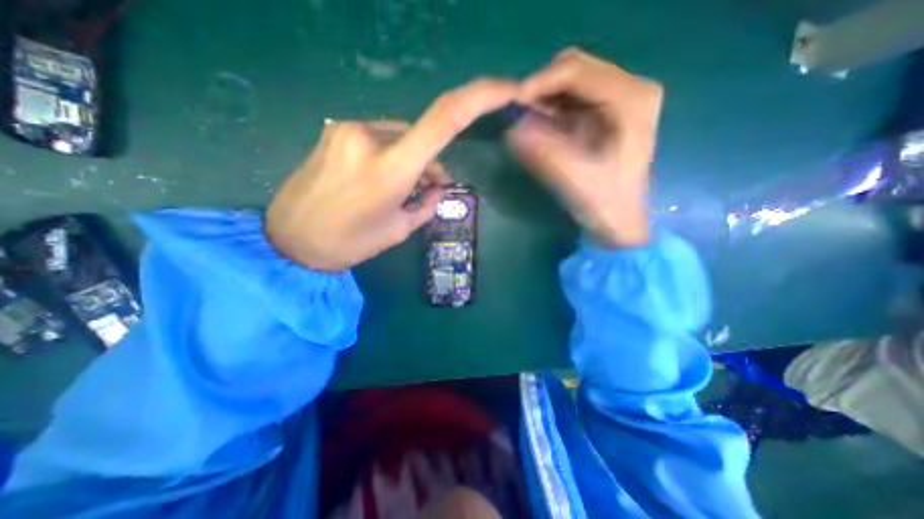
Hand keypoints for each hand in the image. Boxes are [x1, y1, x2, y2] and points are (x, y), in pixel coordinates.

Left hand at [266, 77, 517, 271]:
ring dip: (409, 158)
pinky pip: (378, 137)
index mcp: (391, 167)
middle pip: (421, 133)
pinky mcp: (334, 131)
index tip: (507, 89)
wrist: (289, 240)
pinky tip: (377, 178)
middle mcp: (369, 136)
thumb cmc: (349, 243)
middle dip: (430, 161)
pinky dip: (389, 154)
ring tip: (397, 190)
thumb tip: (439, 187)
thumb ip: (426, 204)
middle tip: (427, 190)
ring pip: (399, 135)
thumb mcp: (398, 229)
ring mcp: (347, 129)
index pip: (444, 120)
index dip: (479, 97)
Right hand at [504, 46, 663, 246]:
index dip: (540, 82)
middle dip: (542, 89)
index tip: (512, 103)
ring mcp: (620, 97)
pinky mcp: (608, 110)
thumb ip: (544, 153)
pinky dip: (552, 107)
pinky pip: (572, 96)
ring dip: (545, 98)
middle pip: (575, 68)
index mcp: (632, 99)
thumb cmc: (604, 203)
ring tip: (529, 124)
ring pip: (571, 80)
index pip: (577, 71)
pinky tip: (543, 127)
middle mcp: (631, 88)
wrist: (620, 220)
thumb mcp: (574, 180)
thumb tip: (512, 130)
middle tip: (519, 116)